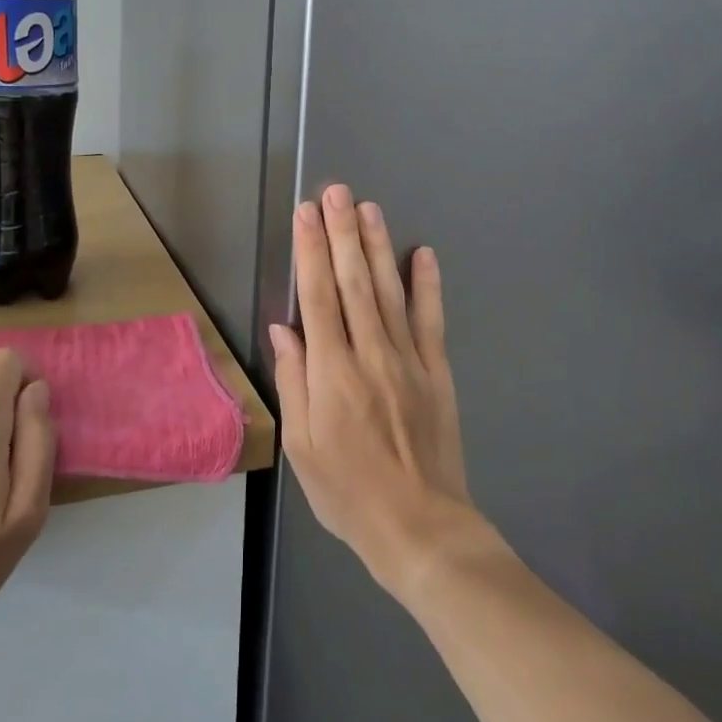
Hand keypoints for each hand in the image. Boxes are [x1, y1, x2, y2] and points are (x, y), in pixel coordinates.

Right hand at [269, 184, 481, 597]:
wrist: (421, 529)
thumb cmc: (349, 493)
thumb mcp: (303, 447)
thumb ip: (294, 381)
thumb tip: (284, 328)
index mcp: (333, 374)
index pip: (318, 298)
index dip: (311, 252)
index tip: (306, 214)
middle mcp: (371, 355)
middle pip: (353, 283)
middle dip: (343, 233)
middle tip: (337, 192)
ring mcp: (409, 360)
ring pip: (389, 292)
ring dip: (377, 247)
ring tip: (368, 208)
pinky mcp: (438, 372)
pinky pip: (431, 320)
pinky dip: (428, 285)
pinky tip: (423, 253)